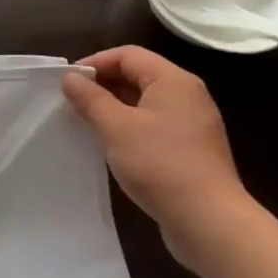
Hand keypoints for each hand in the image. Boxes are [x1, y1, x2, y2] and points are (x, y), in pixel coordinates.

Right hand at [62, 47, 256, 266]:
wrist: (209, 222)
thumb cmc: (160, 164)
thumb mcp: (116, 127)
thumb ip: (90, 98)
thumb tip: (70, 78)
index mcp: (174, 81)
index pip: (128, 55)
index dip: (95, 62)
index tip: (68, 81)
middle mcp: (187, 96)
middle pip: (138, 75)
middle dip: (103, 84)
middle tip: (73, 101)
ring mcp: (192, 124)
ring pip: (144, 101)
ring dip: (114, 106)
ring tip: (86, 121)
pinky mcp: (191, 149)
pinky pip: (153, 124)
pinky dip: (129, 126)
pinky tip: (111, 143)